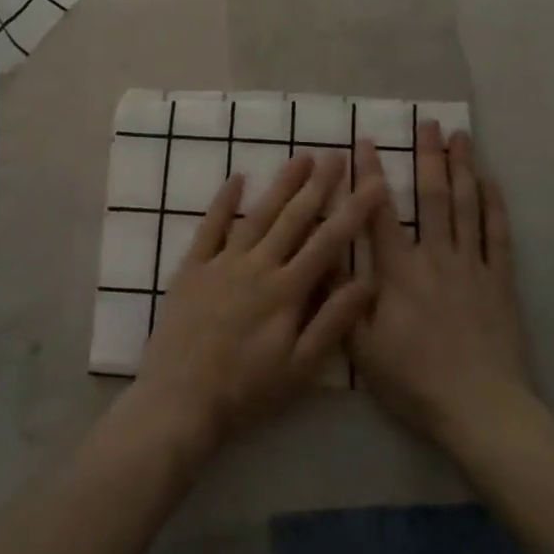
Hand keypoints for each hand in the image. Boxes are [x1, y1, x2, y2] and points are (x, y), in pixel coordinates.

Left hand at [131, 153, 387, 458]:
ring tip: (301, 157)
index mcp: (287, 290)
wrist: (179, 400)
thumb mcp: (300, 368)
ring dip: (281, 184)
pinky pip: (211, 226)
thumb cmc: (246, 390)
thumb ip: (333, 322)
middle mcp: (258, 266)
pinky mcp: (193, 267)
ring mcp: (222, 262)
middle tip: (337, 154)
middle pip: (294, 218)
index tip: (374, 183)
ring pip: (258, 215)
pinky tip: (238, 177)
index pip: (329, 242)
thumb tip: (368, 281)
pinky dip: (225, 201)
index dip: (354, 211)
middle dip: (319, 185)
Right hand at [351, 122, 533, 452]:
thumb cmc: (414, 380)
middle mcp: (435, 257)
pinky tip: (490, 182)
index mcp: (398, 271)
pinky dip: (494, 205)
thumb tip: (323, 258)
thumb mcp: (363, 347)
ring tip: (461, 136)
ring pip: (466, 206)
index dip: (371, 176)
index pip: (379, 213)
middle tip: (428, 123)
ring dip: (462, 168)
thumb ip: (344, 299)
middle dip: (428, 156)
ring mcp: (471, 265)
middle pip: (431, 196)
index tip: (367, 142)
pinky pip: (498, 234)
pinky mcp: (499, 280)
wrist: (479, 407)